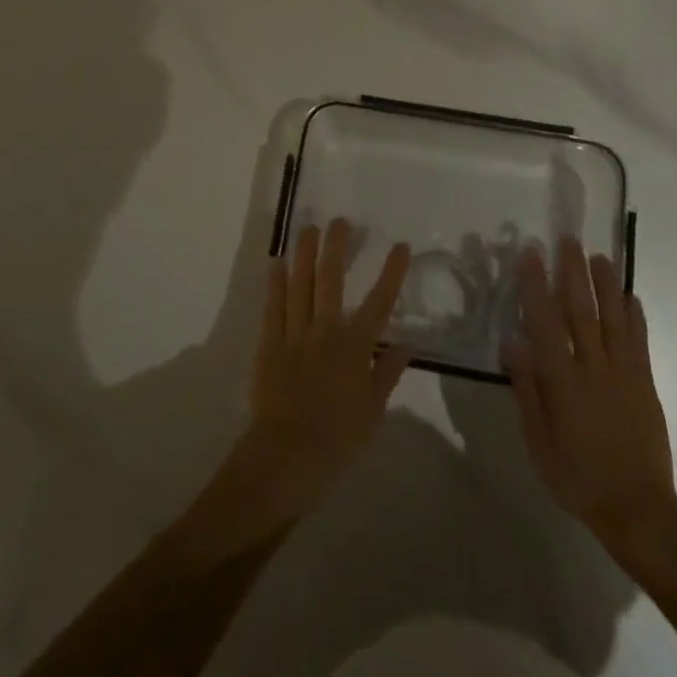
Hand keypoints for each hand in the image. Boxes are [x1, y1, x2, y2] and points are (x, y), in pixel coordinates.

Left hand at [190, 221, 410, 550]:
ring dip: (305, 254)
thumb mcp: (373, 410)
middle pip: (332, 279)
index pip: (379, 301)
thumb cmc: (338, 437)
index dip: (391, 272)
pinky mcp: (270, 342)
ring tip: (309, 229)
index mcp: (355, 346)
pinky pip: (274, 306)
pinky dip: (276, 283)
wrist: (288, 455)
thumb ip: (387, 372)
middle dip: (337, 247)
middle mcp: (326, 330)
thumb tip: (406, 344)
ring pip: (300, 284)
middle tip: (340, 221)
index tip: (400, 246)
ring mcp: (295, 333)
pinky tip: (278, 262)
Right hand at [507, 236, 676, 552]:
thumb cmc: (577, 478)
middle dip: (572, 272)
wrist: (638, 510)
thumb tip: (513, 342)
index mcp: (562, 382)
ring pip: (613, 319)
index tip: (530, 255)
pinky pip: (639, 342)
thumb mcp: (539, 442)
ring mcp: (624, 374)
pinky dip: (635, 316)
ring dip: (606, 285)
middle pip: (581, 311)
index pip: (545, 322)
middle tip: (567, 239)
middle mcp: (593, 368)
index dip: (535, 286)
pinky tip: (630, 296)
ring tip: (599, 256)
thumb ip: (527, 389)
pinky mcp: (645, 384)